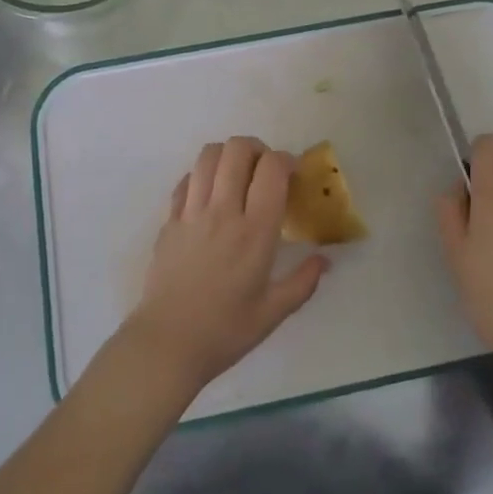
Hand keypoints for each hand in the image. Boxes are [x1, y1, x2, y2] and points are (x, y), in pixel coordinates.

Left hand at [121, 137, 328, 395]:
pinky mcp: (169, 220)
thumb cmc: (225, 331)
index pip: (272, 169)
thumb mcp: (273, 313)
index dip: (286, 160)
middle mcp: (223, 212)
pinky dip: (202, 175)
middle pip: (237, 150)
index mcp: (255, 232)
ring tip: (237, 174)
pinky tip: (210, 195)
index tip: (293, 173)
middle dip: (257, 149)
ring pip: (208, 156)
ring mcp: (191, 212)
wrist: (167, 344)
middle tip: (265, 170)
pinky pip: (186, 179)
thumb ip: (303, 282)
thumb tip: (325, 260)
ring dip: (227, 155)